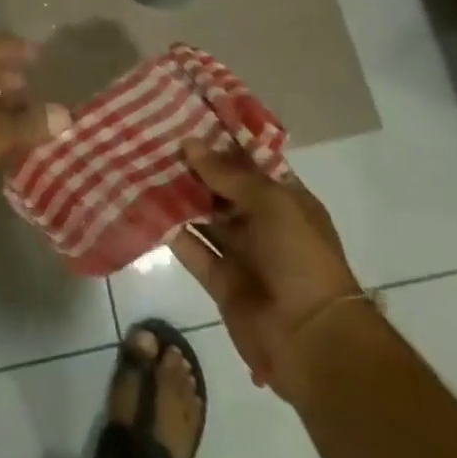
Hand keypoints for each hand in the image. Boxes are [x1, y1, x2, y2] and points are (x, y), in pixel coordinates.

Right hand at [170, 128, 363, 403]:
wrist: (312, 339)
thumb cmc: (300, 257)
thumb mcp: (271, 203)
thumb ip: (227, 174)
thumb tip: (189, 143)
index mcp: (286, 200)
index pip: (250, 162)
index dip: (222, 142)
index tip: (188, 118)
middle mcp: (263, 222)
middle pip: (223, 188)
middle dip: (194, 167)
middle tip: (156, 138)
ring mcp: (242, 252)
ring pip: (205, 217)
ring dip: (179, 196)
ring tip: (144, 165)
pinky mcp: (220, 281)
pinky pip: (192, 249)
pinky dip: (172, 231)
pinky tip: (146, 206)